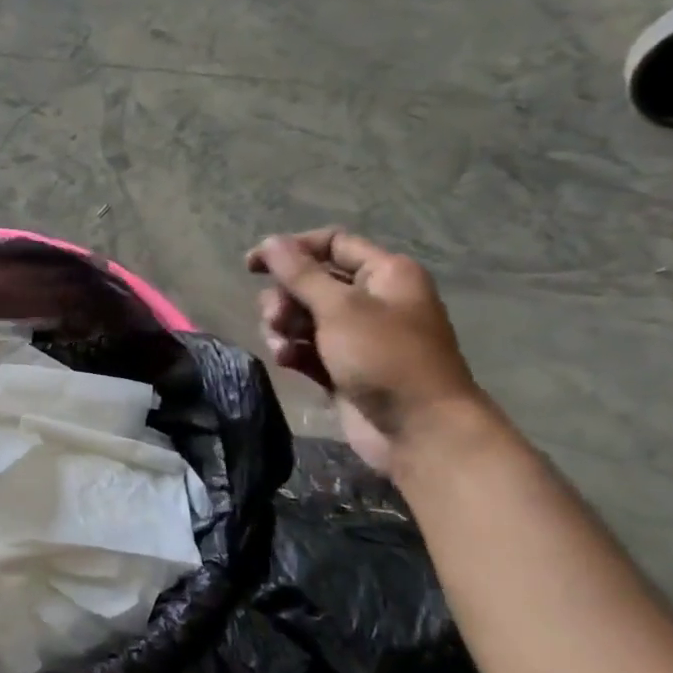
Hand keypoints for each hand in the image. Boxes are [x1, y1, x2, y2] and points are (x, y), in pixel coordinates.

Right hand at [247, 229, 480, 475]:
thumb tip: (270, 242)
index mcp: (384, 274)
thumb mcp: (340, 308)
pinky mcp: (342, 368)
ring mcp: (356, 336)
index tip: (252, 265)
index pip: (332, 244)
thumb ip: (300, 274)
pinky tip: (286, 362)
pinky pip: (306, 349)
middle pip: (311, 282)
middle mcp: (372, 299)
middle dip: (285, 298)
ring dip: (284, 328)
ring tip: (282, 347)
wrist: (420, 430)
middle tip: (276, 318)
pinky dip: (293, 352)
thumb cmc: (385, 357)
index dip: (292, 249)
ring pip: (303, 317)